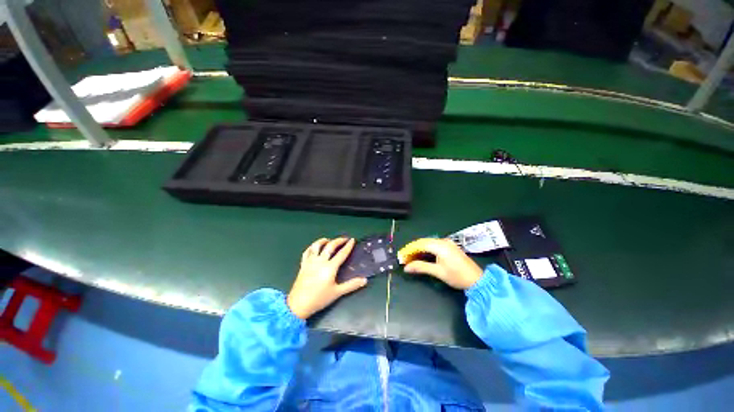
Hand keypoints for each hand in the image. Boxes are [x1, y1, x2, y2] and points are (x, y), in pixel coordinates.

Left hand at [287, 238, 367, 319]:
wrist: (298, 305)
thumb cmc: (319, 299)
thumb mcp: (337, 293)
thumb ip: (351, 285)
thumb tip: (364, 280)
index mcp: (330, 267)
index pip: (341, 253)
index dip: (348, 246)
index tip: (352, 240)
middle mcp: (320, 261)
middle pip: (330, 246)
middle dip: (338, 240)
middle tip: (344, 239)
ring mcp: (310, 262)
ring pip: (316, 246)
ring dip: (324, 241)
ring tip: (329, 240)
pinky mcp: (303, 265)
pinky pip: (306, 252)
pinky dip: (311, 247)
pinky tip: (315, 247)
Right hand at [403, 238, 482, 289]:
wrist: (477, 280)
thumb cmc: (457, 276)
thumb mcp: (438, 272)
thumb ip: (421, 267)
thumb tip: (406, 267)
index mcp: (440, 246)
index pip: (420, 244)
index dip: (409, 250)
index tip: (401, 256)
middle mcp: (443, 241)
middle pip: (423, 242)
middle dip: (412, 249)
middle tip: (404, 258)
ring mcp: (447, 243)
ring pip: (428, 243)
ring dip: (418, 249)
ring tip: (411, 257)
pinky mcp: (449, 246)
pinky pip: (433, 244)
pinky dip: (425, 249)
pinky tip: (421, 255)